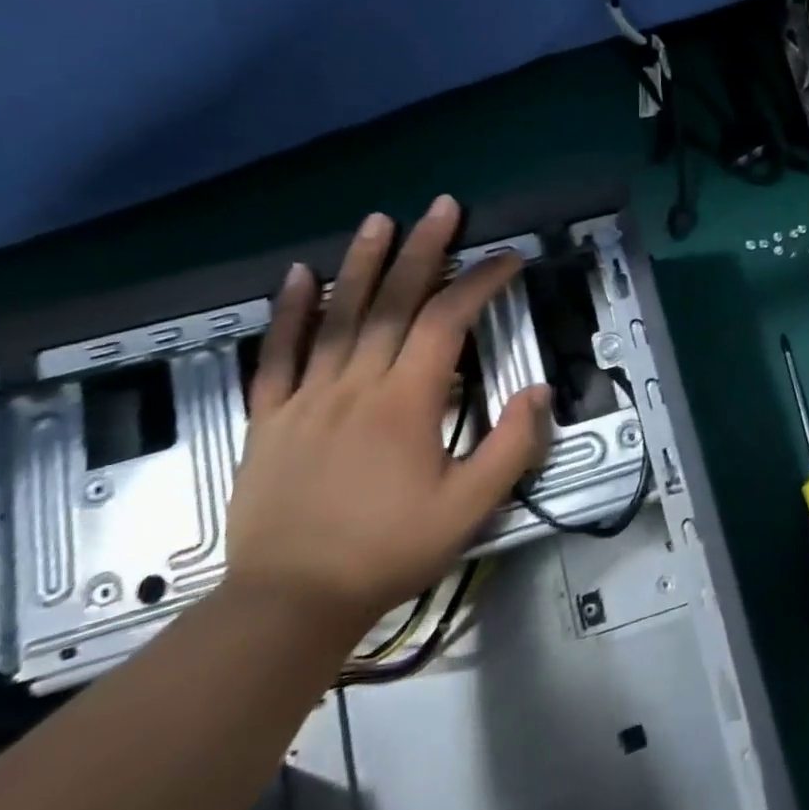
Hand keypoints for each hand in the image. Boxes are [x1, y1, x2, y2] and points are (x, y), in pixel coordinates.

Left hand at [224, 197, 550, 642]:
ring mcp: (308, 397)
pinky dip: (288, 312)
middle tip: (441, 208)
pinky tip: (297, 275)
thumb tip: (538, 390)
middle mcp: (356, 385)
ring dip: (361, 264)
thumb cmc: (389, 551)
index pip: (448, 322)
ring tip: (379, 221)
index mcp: (407, 403)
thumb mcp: (470, 509)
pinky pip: (278, 355)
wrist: (291, 602)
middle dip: (423, 251)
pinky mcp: (270, 417)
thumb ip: (510, 446)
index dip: (480, 282)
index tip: (508, 258)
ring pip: (337, 317)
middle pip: (393, 303)